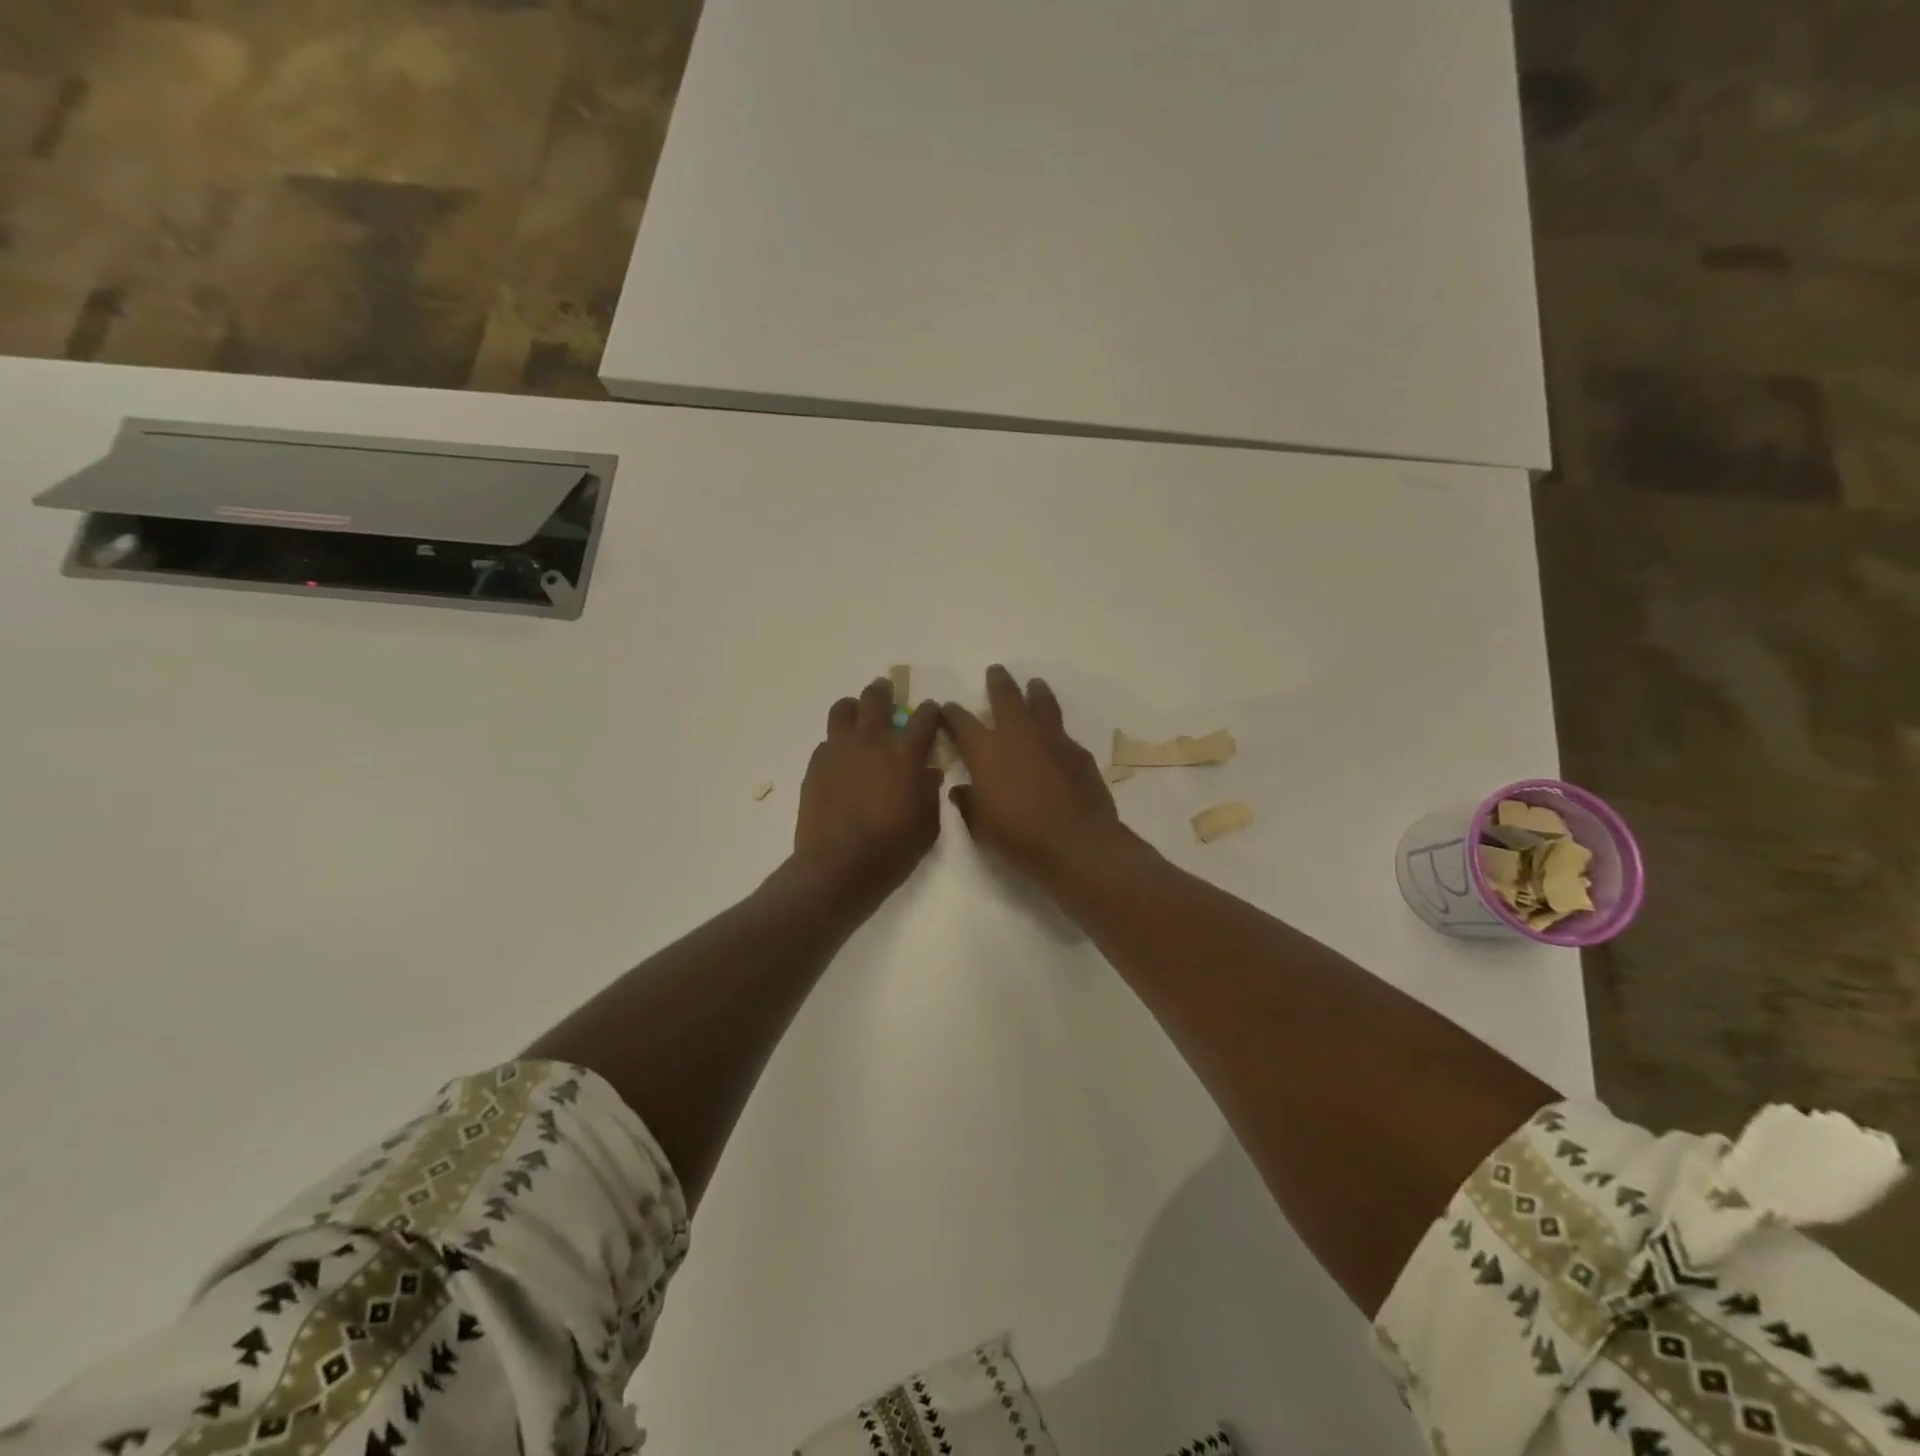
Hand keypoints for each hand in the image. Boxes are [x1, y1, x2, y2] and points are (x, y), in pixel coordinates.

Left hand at [794, 678, 944, 913]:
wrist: (838, 867)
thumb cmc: (892, 849)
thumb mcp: (927, 824)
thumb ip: (930, 792)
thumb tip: (929, 772)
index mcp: (904, 752)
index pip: (924, 717)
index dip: (931, 712)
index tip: (932, 713)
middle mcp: (871, 741)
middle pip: (876, 698)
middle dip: (885, 692)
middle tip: (887, 694)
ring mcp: (838, 751)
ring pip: (843, 710)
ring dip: (854, 708)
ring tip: (858, 717)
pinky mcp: (815, 766)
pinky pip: (827, 741)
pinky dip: (837, 742)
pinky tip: (842, 759)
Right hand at [943, 665, 1124, 889]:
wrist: (1076, 842)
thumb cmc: (1019, 837)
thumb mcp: (981, 826)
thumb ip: (969, 803)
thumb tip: (961, 790)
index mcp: (985, 750)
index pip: (960, 722)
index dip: (951, 713)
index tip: (947, 709)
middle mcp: (1017, 734)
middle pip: (1005, 696)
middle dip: (997, 682)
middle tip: (995, 671)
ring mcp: (1051, 739)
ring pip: (1041, 703)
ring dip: (1035, 691)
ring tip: (1034, 684)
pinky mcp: (1078, 752)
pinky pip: (1063, 734)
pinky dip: (1055, 732)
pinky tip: (1056, 740)